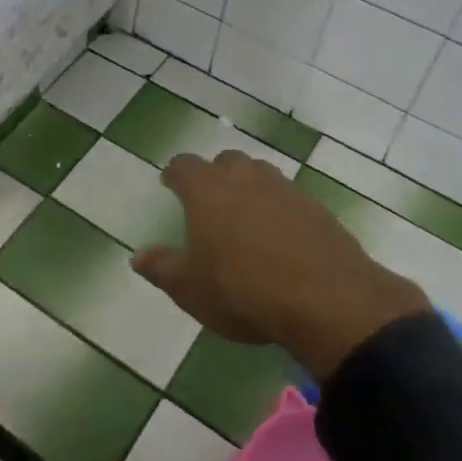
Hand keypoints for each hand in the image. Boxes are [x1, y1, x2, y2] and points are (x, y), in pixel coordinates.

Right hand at [131, 150, 430, 380]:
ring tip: (245, 214)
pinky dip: (280, 209)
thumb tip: (137, 256)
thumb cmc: (241, 290)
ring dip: (250, 186)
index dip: (175, 173)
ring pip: (262, 174)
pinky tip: (281, 236)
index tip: (170, 182)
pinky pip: (290, 198)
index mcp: (208, 190)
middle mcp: (246, 178)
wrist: (324, 299)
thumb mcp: (190, 288)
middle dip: (216, 174)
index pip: (184, 166)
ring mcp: (286, 190)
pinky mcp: (317, 209)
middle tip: (210, 198)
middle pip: (227, 161)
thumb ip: (162, 269)